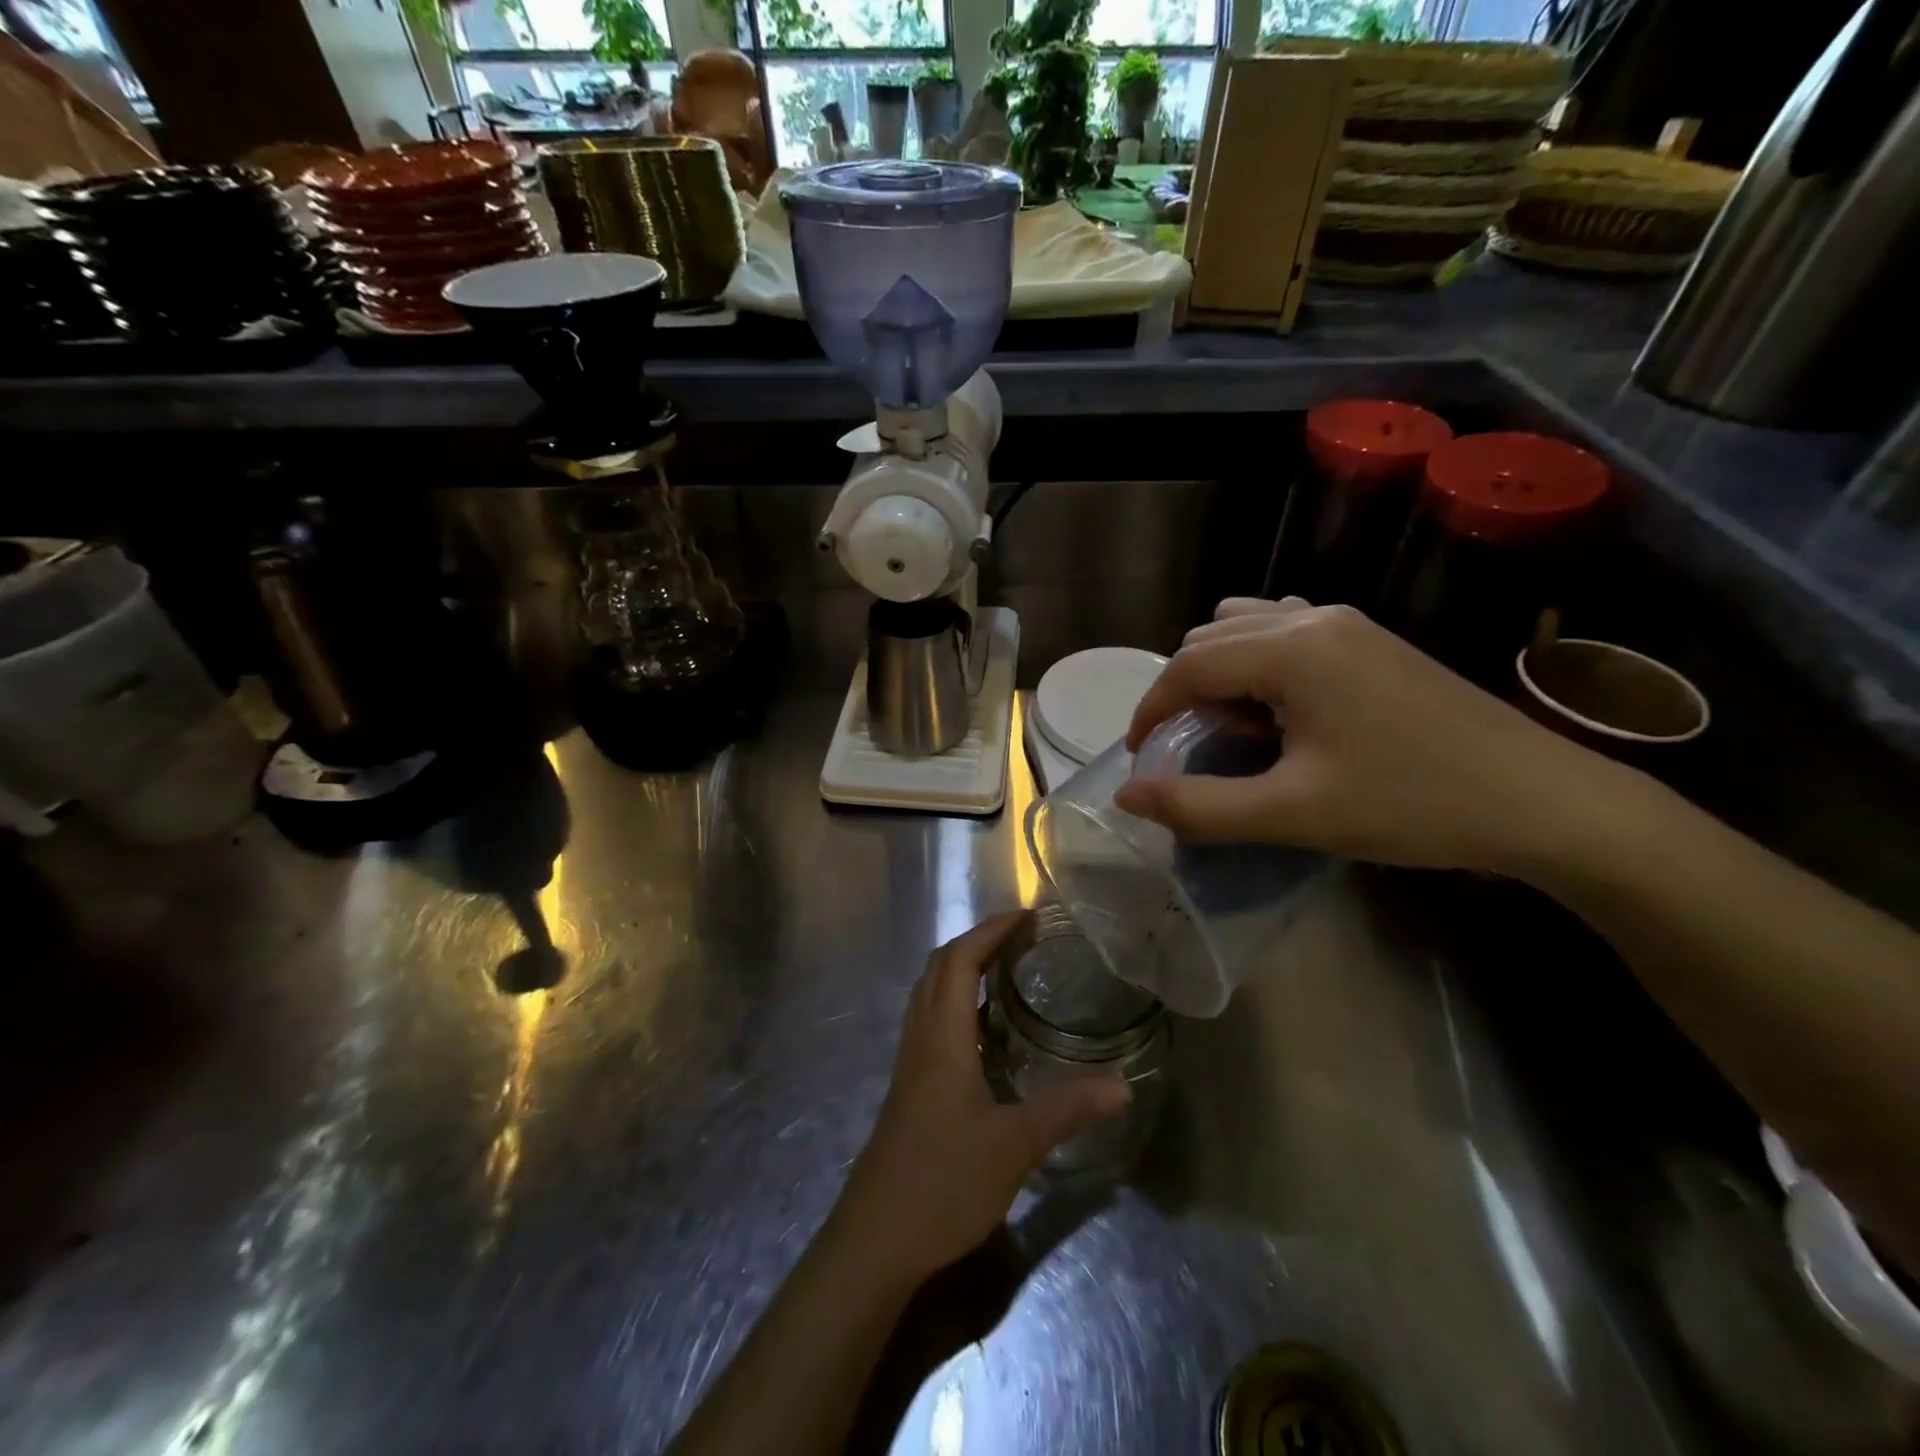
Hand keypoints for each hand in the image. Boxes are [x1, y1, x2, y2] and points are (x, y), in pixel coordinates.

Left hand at [832, 912, 1131, 1284]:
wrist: (874, 1241)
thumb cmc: (942, 1182)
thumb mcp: (1014, 1146)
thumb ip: (1067, 1110)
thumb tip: (1123, 1085)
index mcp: (941, 1037)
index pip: (959, 959)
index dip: (990, 930)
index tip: (1027, 917)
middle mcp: (920, 1038)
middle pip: (939, 967)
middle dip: (978, 942)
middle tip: (1022, 941)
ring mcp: (910, 1064)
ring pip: (930, 995)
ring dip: (963, 971)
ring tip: (1007, 974)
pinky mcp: (909, 1089)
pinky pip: (931, 1024)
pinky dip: (957, 1006)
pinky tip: (987, 1035)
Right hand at [1113, 597, 1621, 873]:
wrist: (1541, 800)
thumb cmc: (1411, 805)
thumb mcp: (1294, 814)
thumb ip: (1200, 806)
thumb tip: (1127, 795)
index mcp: (1292, 651)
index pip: (1188, 665)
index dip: (1151, 709)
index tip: (1139, 754)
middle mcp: (1313, 620)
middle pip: (1210, 637)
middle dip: (1181, 688)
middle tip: (1184, 747)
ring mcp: (1348, 623)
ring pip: (1247, 625)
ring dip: (1218, 668)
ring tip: (1229, 725)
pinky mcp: (1371, 638)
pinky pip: (1286, 628)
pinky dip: (1257, 658)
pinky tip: (1278, 705)